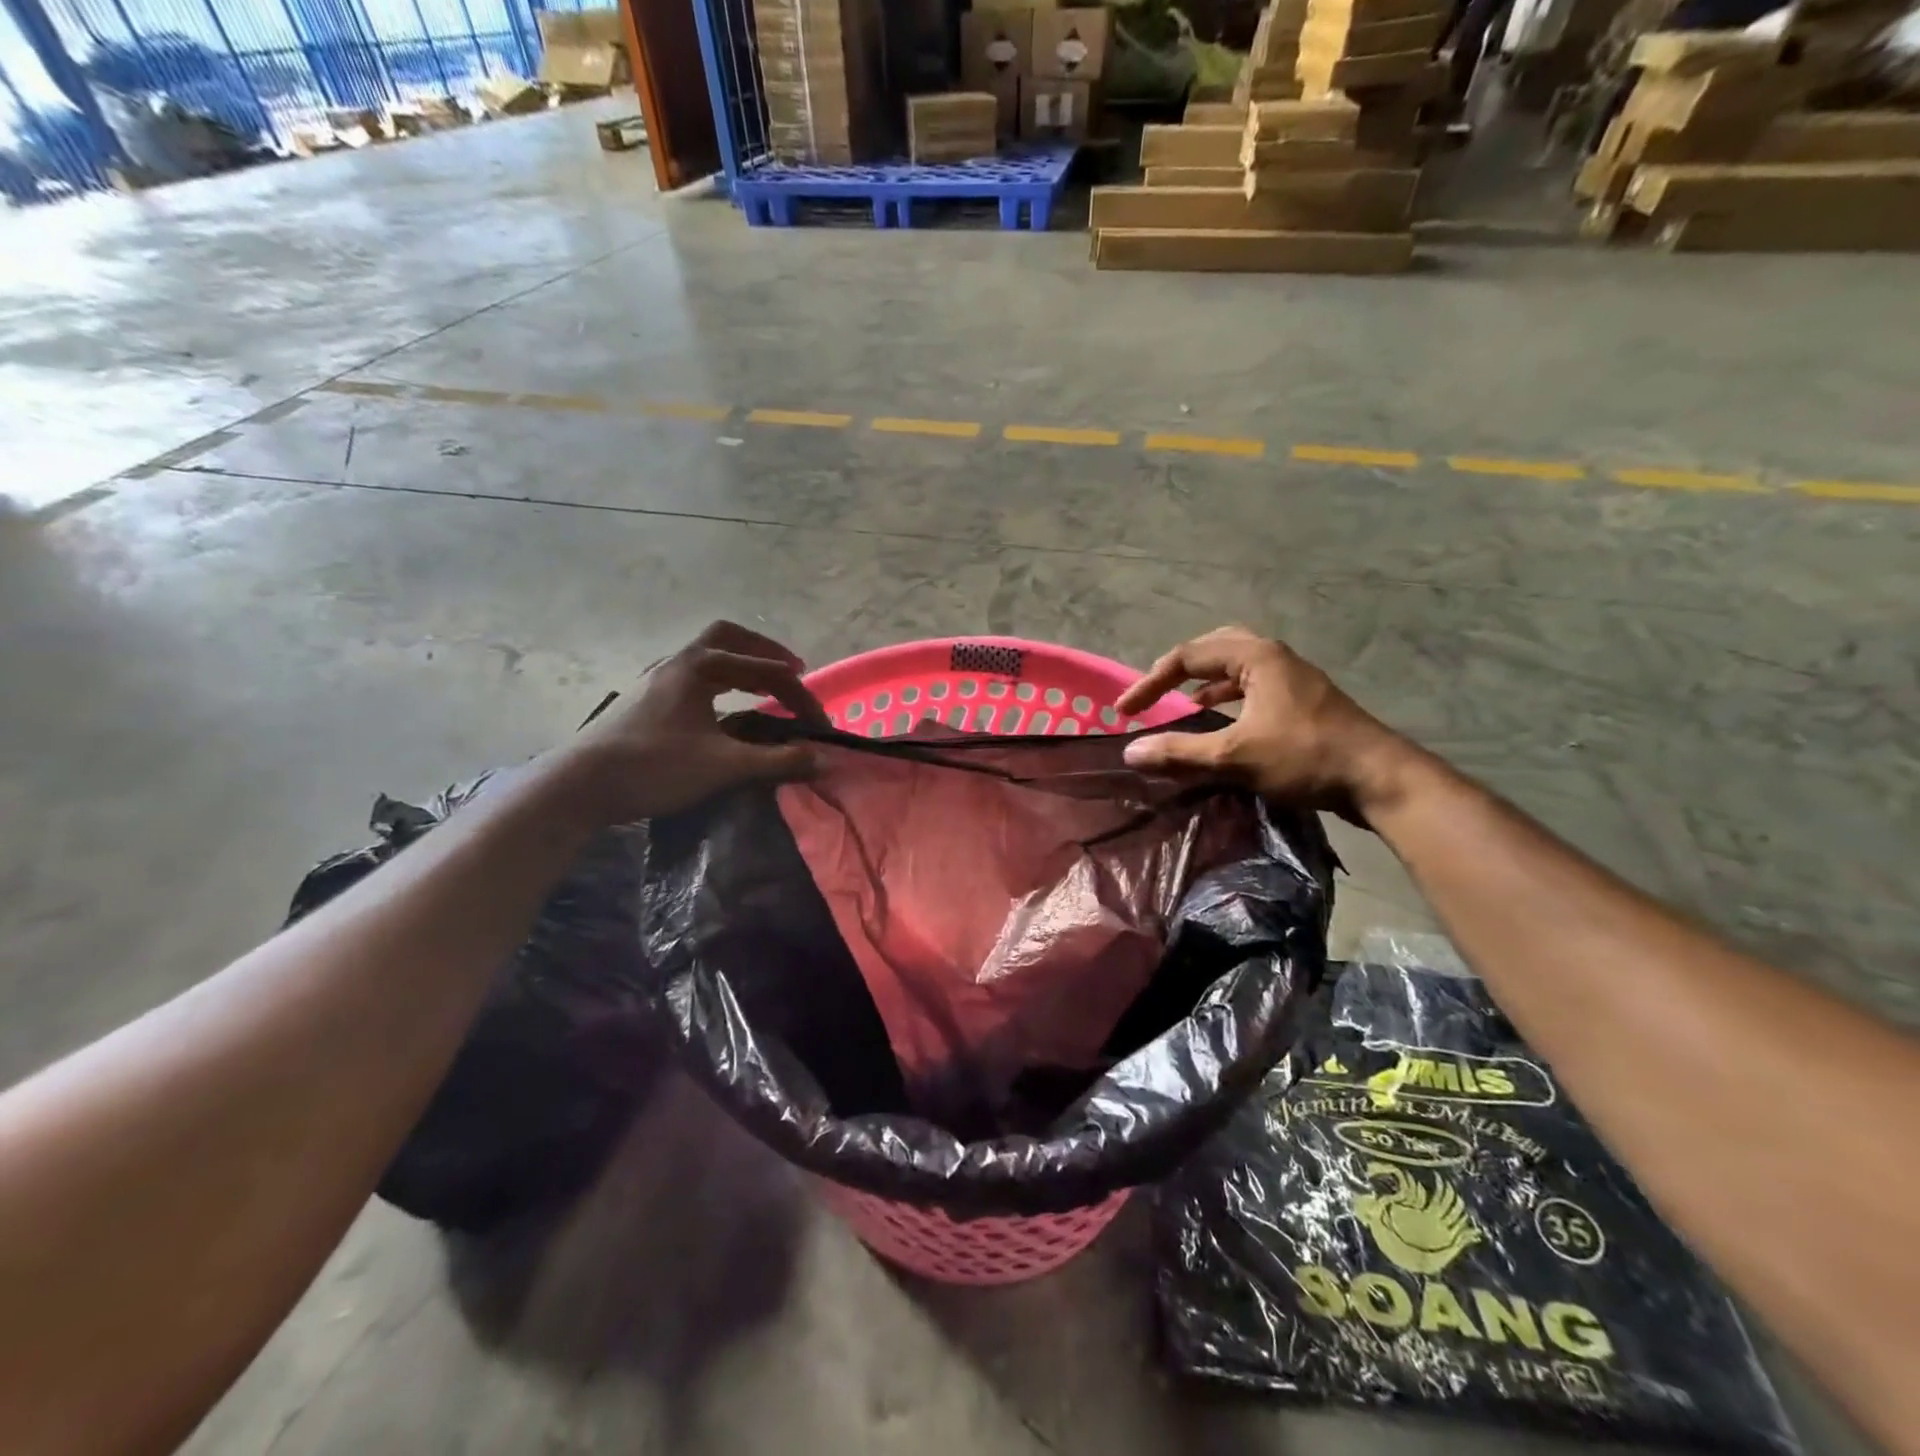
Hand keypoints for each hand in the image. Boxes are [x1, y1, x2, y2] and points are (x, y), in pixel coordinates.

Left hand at [564, 621, 829, 822]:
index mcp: (699, 666)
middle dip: (765, 652)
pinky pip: (693, 677)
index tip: (819, 722)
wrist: (578, 786)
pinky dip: (719, 683)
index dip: (799, 695)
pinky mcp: (645, 701)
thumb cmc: (654, 766)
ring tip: (762, 687)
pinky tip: (723, 710)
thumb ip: (776, 761)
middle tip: (793, 671)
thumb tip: (822, 758)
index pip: (764, 670)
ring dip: (740, 666)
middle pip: (729, 640)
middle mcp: (677, 663)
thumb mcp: (723, 766)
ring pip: (707, 657)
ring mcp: (656, 680)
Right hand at [1114, 626, 1413, 822]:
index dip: (1150, 682)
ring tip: (1181, 706)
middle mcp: (1274, 657)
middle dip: (1179, 669)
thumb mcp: (1235, 757)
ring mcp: (1292, 678)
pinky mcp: (1303, 701)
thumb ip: (1180, 753)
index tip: (1125, 711)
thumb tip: (1131, 752)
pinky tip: (1220, 723)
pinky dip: (1227, 700)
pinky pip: (1252, 687)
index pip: (1188, 656)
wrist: (1380, 779)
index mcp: (1256, 657)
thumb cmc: (1306, 757)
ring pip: (1236, 668)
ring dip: (1205, 684)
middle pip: (1214, 648)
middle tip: (1155, 691)